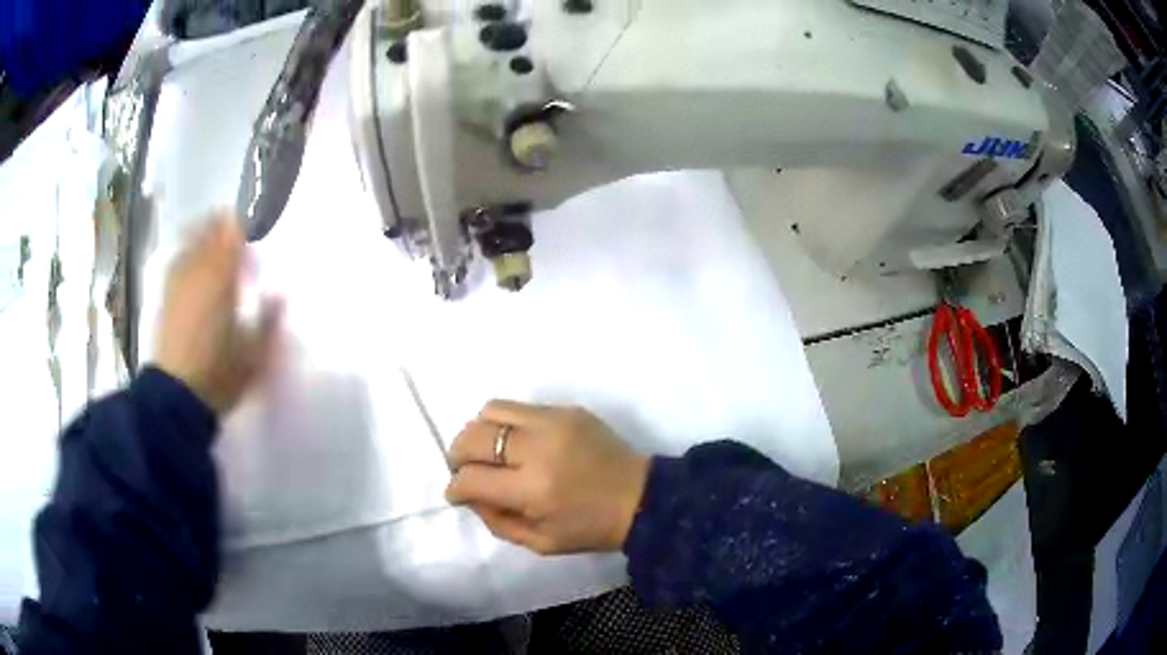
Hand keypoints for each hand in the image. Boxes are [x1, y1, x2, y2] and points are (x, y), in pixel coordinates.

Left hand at [155, 213, 281, 415]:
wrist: (176, 397)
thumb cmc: (219, 374)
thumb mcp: (255, 355)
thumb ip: (269, 321)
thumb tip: (278, 295)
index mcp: (221, 278)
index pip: (233, 234)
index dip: (245, 225)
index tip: (257, 225)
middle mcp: (197, 270)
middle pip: (210, 231)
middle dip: (224, 226)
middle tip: (238, 233)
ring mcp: (177, 281)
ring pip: (191, 242)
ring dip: (205, 236)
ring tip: (215, 242)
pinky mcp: (165, 296)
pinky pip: (178, 260)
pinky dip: (188, 253)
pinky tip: (194, 264)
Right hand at [446, 401, 649, 555]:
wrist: (641, 498)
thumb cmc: (590, 529)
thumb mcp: (539, 542)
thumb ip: (496, 520)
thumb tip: (469, 493)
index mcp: (534, 489)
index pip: (471, 478)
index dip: (455, 487)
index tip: (457, 493)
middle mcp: (539, 448)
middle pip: (473, 436)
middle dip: (458, 455)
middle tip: (465, 469)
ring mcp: (555, 422)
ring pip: (491, 410)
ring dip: (479, 432)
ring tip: (488, 451)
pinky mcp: (568, 410)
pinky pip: (521, 407)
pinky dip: (507, 424)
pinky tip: (518, 443)